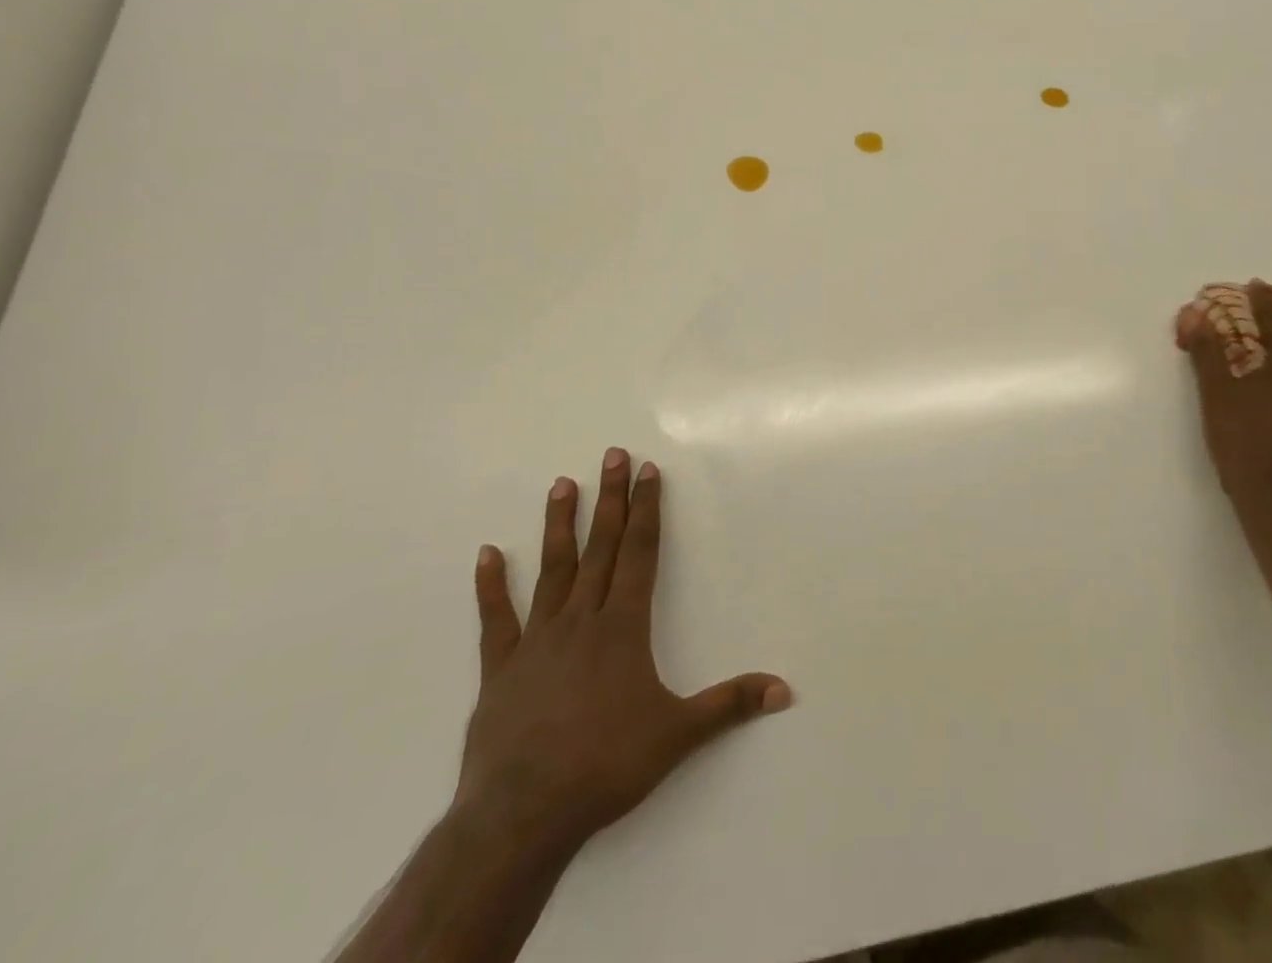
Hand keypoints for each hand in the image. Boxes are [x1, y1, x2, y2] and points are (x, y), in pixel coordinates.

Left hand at [454, 449, 790, 860]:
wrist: (522, 815)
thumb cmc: (606, 765)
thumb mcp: (678, 734)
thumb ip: (730, 704)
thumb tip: (785, 689)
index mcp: (623, 627)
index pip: (641, 553)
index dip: (647, 510)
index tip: (647, 471)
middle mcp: (582, 620)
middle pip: (601, 547)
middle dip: (611, 499)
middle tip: (611, 455)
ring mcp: (538, 641)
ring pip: (553, 570)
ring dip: (560, 525)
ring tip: (562, 484)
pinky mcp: (501, 669)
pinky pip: (496, 620)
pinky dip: (491, 586)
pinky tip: (487, 553)